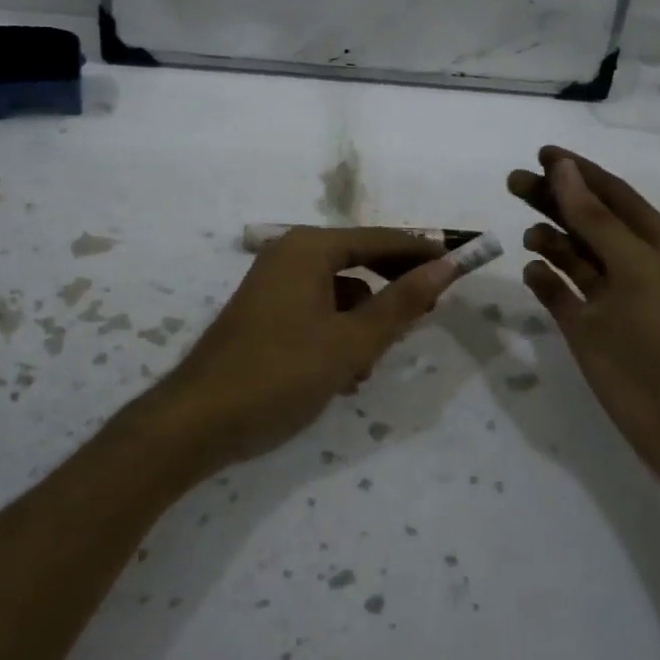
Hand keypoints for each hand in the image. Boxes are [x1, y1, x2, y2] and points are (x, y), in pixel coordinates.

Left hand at [146, 227, 461, 467]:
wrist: (198, 420)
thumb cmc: (281, 374)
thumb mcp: (351, 342)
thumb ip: (401, 303)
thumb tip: (446, 266)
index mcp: (309, 248)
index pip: (380, 239)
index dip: (422, 252)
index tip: (461, 265)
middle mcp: (290, 255)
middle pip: (360, 261)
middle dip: (393, 289)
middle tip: (430, 311)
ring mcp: (274, 284)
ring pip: (340, 293)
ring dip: (364, 323)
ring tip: (370, 365)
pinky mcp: (266, 314)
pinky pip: (317, 312)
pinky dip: (337, 335)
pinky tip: (343, 375)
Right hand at [509, 146, 659, 452]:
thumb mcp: (637, 268)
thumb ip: (596, 219)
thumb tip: (564, 169)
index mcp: (659, 247)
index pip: (614, 196)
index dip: (580, 172)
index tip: (542, 153)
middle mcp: (634, 267)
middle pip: (587, 221)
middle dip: (553, 199)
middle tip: (513, 183)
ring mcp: (610, 301)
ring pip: (573, 258)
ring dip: (550, 239)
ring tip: (527, 234)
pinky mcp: (589, 331)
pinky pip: (561, 295)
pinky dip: (545, 281)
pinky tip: (531, 271)